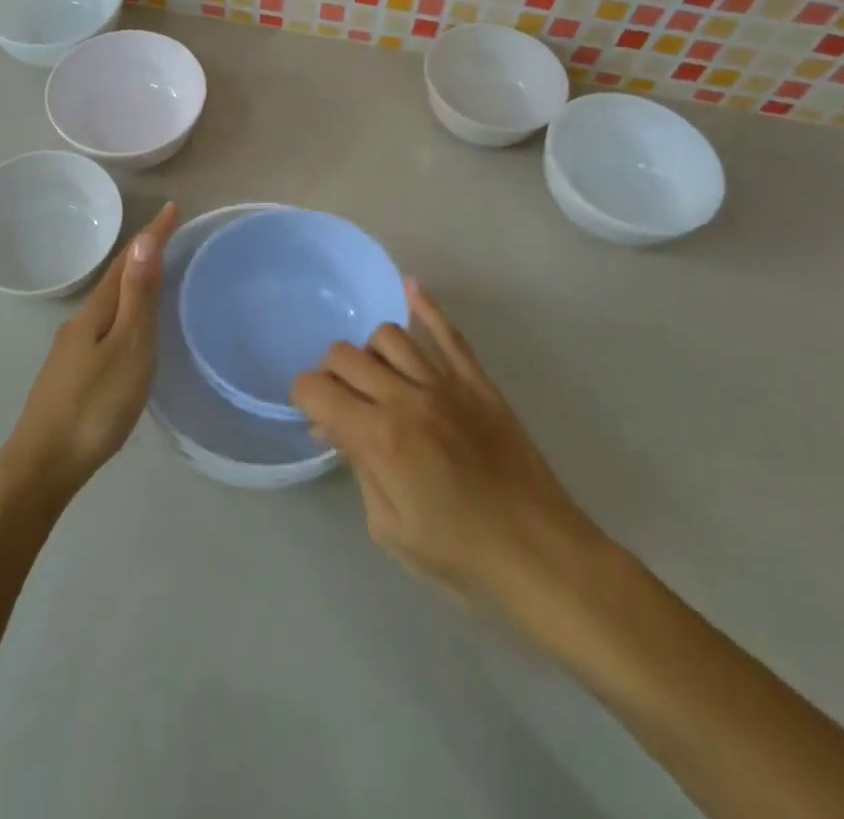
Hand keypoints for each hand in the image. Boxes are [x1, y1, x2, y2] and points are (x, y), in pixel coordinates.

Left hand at [0, 203, 177, 500]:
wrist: (43, 463)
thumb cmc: (95, 405)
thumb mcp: (128, 348)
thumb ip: (137, 297)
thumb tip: (144, 240)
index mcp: (97, 311)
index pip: (129, 261)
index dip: (152, 234)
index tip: (172, 207)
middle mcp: (81, 321)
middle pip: (116, 278)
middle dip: (142, 254)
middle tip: (169, 235)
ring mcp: (72, 348)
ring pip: (108, 303)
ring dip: (131, 282)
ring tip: (154, 275)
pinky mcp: (72, 372)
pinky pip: (104, 325)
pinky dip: (123, 311)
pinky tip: (128, 330)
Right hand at [292, 279, 610, 610]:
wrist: (540, 556)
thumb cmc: (460, 556)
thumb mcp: (389, 529)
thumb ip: (358, 468)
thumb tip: (337, 429)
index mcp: (380, 438)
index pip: (316, 389)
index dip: (303, 396)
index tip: (313, 415)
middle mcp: (406, 398)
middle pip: (344, 354)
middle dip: (330, 374)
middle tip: (342, 402)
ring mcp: (445, 383)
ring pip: (388, 335)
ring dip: (370, 353)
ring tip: (377, 378)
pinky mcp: (477, 382)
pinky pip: (448, 332)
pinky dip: (426, 305)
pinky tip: (410, 286)